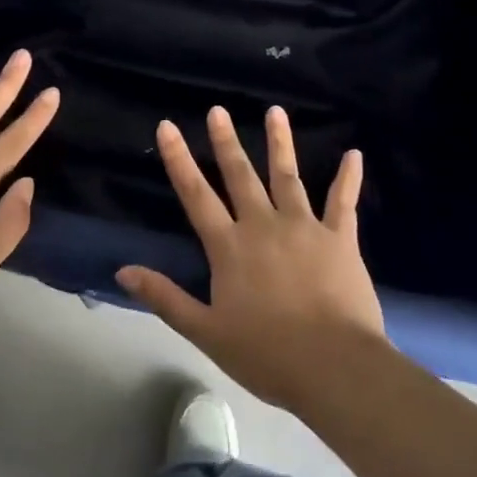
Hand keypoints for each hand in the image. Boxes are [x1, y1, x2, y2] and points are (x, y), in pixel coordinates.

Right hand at [118, 106, 386, 410]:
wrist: (333, 367)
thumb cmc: (266, 354)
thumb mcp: (206, 331)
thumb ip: (165, 297)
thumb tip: (122, 271)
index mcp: (229, 247)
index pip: (196, 195)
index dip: (179, 159)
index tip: (168, 125)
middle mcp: (263, 225)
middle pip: (240, 175)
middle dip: (227, 141)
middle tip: (218, 110)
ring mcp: (304, 227)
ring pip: (288, 176)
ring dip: (281, 142)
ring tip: (275, 111)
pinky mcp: (339, 238)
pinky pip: (343, 201)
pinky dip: (348, 177)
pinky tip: (354, 154)